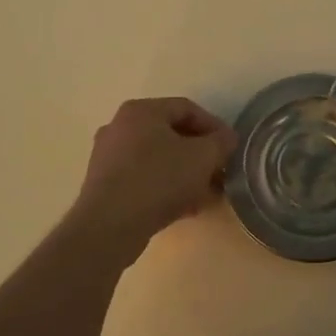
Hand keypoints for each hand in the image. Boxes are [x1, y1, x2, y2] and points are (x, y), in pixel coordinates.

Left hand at [72, 97, 237, 243]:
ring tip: (207, 194)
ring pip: (158, 159)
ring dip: (186, 173)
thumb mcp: (202, 157)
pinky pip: (144, 179)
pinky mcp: (105, 186)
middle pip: (171, 134)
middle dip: (200, 154)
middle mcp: (120, 127)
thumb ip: (221, 143)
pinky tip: (186, 208)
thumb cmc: (159, 180)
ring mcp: (108, 157)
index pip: (186, 108)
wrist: (109, 226)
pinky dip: (166, 188)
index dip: (214, 126)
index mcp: (141, 111)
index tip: (230, 147)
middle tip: (219, 171)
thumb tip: (226, 138)